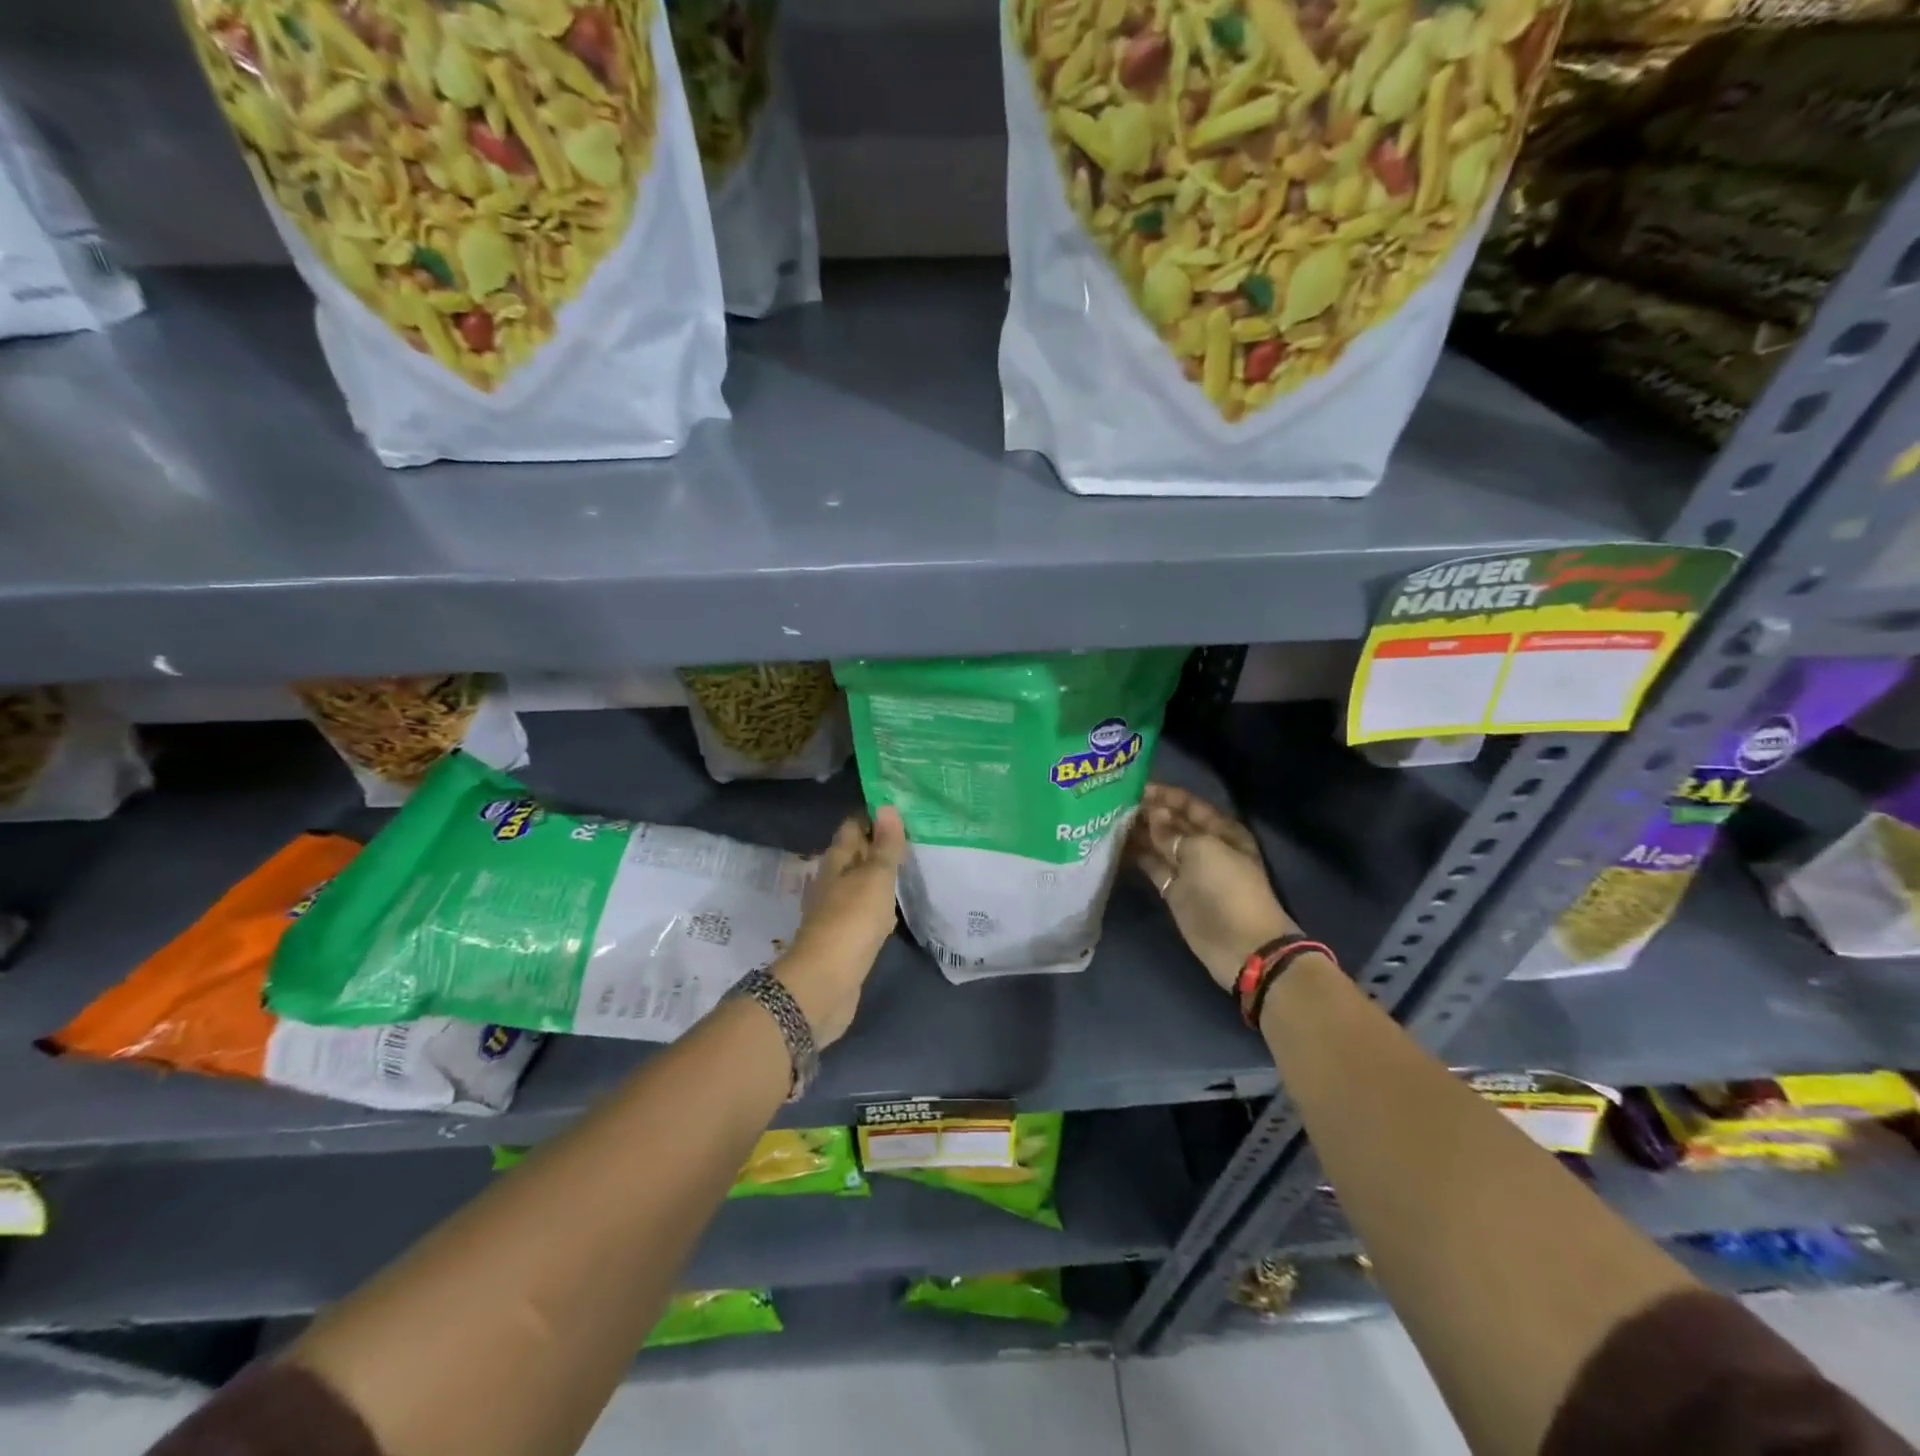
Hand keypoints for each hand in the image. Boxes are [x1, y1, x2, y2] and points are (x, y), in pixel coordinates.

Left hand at [776, 806, 906, 1046]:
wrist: (825, 984)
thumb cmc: (851, 922)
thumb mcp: (874, 878)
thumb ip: (884, 846)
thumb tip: (888, 807)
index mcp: (836, 862)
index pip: (853, 827)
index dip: (874, 816)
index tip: (902, 806)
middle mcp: (833, 882)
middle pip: (857, 855)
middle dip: (880, 845)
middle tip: (915, 833)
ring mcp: (838, 911)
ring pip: (862, 884)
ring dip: (882, 876)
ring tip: (912, 865)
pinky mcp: (847, 938)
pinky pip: (867, 912)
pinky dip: (881, 905)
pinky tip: (897, 909)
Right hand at [1129, 784, 1296, 992]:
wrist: (1240, 945)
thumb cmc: (1227, 888)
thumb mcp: (1202, 850)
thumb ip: (1172, 832)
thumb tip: (1154, 815)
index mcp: (1221, 830)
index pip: (1189, 804)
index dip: (1165, 795)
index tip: (1135, 787)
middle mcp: (1204, 845)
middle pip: (1172, 823)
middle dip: (1148, 812)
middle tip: (1114, 801)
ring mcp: (1188, 869)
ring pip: (1159, 844)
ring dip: (1138, 832)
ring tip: (1108, 819)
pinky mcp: (1173, 890)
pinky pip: (1152, 866)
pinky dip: (1136, 856)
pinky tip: (1113, 844)